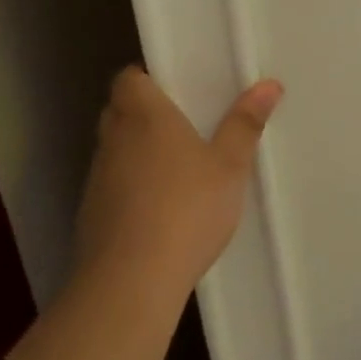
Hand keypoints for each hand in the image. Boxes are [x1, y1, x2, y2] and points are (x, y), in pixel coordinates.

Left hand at [74, 67, 282, 305]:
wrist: (131, 281)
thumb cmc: (187, 208)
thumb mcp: (230, 165)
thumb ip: (245, 123)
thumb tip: (269, 84)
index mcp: (145, 116)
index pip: (128, 79)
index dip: (147, 78)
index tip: (176, 87)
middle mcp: (114, 139)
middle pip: (119, 110)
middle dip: (145, 111)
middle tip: (184, 122)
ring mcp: (97, 178)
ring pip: (115, 148)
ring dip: (137, 149)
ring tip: (177, 166)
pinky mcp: (91, 214)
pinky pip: (113, 183)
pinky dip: (131, 185)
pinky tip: (160, 206)